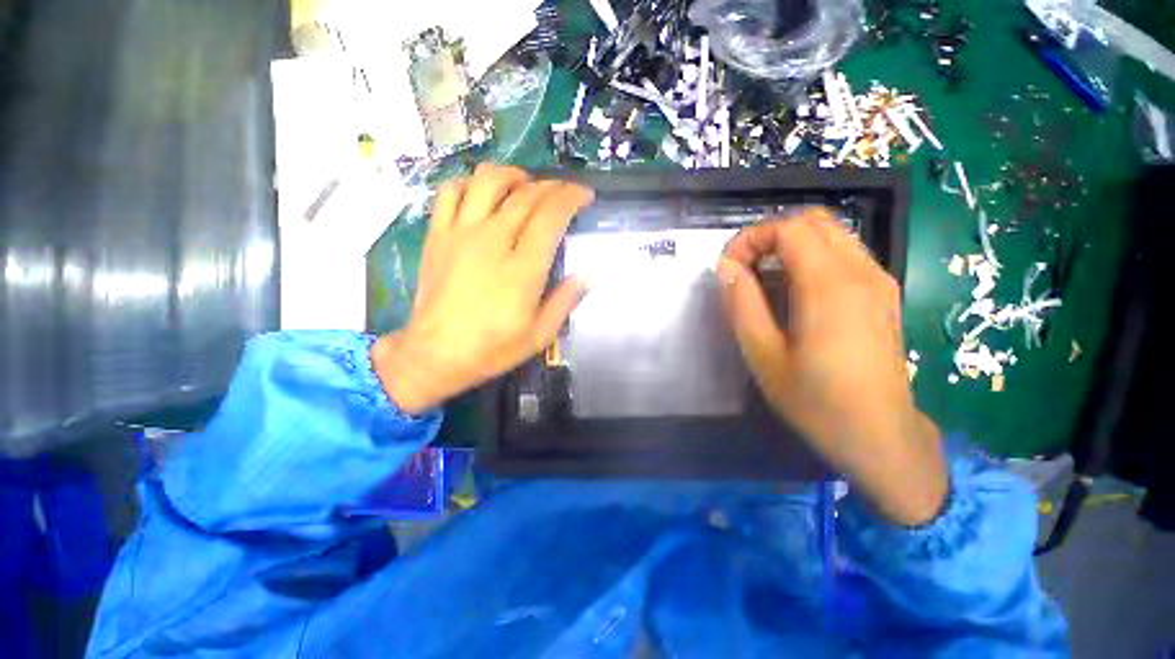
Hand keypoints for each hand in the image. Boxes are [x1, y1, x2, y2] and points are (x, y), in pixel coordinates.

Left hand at [372, 164, 593, 413]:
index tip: (585, 196)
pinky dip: (471, 182)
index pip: (550, 216)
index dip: (572, 198)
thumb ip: (565, 301)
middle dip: (552, 187)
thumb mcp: (540, 335)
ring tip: (526, 185)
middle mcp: (492, 242)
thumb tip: (587, 275)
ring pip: (488, 181)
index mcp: (522, 269)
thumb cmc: (492, 348)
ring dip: (513, 175)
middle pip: (526, 195)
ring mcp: (461, 234)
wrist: (435, 354)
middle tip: (565, 193)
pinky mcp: (438, 235)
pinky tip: (483, 193)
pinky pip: (451, 191)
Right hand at [717, 209, 946, 525]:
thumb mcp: (763, 354)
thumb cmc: (815, 400)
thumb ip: (742, 304)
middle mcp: (861, 272)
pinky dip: (812, 254)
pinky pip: (845, 251)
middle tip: (744, 266)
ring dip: (791, 242)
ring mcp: (879, 280)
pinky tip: (794, 287)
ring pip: (832, 232)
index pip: (789, 229)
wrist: (880, 435)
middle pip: (814, 220)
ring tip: (764, 274)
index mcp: (830, 286)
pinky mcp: (884, 293)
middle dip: (770, 234)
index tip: (728, 266)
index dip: (751, 238)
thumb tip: (726, 267)